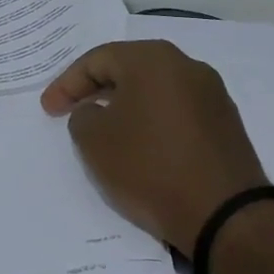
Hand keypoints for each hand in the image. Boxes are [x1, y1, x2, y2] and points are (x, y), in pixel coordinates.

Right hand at [41, 40, 268, 249]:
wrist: (224, 213)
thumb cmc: (149, 167)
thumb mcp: (94, 142)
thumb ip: (82, 116)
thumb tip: (96, 112)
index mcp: (152, 59)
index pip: (97, 60)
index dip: (66, 84)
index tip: (48, 109)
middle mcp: (187, 66)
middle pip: (129, 68)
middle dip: (96, 89)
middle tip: (72, 110)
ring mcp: (212, 94)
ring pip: (154, 90)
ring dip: (125, 105)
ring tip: (104, 129)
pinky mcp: (225, 123)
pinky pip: (176, 111)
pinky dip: (152, 121)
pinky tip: (140, 145)